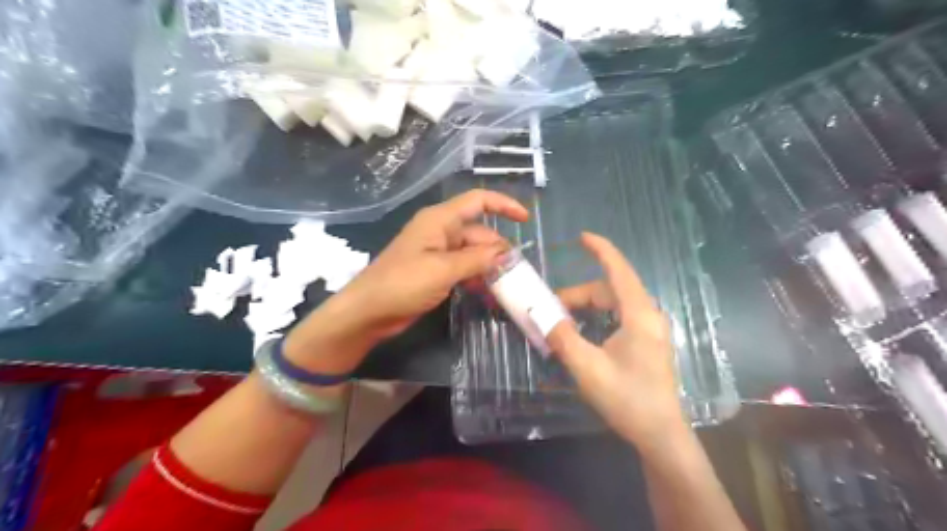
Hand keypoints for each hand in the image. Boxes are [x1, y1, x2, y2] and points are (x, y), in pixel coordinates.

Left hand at [284, 190, 530, 371]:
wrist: (368, 311)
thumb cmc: (402, 283)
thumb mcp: (443, 270)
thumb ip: (477, 260)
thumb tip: (507, 255)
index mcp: (440, 220)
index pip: (478, 201)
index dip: (503, 205)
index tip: (525, 220)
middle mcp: (441, 231)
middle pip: (479, 232)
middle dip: (498, 250)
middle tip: (516, 274)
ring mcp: (438, 252)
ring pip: (474, 253)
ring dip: (489, 267)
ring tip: (507, 287)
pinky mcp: (436, 271)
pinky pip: (464, 268)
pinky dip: (477, 278)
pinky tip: (489, 294)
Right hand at [549, 231, 688, 450]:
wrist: (660, 434)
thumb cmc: (627, 399)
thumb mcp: (588, 368)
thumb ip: (562, 337)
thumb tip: (540, 315)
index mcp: (639, 316)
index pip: (619, 271)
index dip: (602, 250)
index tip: (582, 237)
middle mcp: (648, 315)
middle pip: (609, 290)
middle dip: (577, 294)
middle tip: (549, 309)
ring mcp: (650, 329)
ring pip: (613, 304)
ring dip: (585, 307)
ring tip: (560, 323)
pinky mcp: (647, 341)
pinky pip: (618, 316)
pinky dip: (596, 317)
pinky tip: (581, 332)